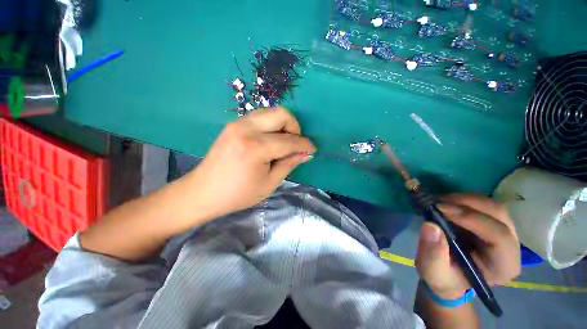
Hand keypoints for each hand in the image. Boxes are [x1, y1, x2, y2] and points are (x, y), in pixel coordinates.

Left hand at [187, 107, 315, 219]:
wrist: (203, 191)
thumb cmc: (237, 194)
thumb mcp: (269, 184)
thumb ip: (289, 164)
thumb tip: (306, 154)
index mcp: (256, 148)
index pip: (289, 140)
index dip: (305, 144)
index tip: (312, 149)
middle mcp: (246, 129)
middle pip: (281, 114)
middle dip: (295, 127)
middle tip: (295, 144)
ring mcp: (238, 123)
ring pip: (270, 112)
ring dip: (283, 125)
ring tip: (283, 142)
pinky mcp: (233, 124)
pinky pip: (260, 116)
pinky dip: (271, 125)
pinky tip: (270, 140)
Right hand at [415, 194, 519, 298]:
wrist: (449, 275)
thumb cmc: (444, 277)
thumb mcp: (433, 271)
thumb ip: (433, 253)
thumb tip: (430, 225)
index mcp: (503, 265)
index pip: (499, 236)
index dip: (472, 219)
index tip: (440, 209)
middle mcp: (510, 247)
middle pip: (499, 215)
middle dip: (467, 203)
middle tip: (438, 202)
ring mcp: (504, 233)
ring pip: (493, 206)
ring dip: (465, 199)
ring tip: (440, 201)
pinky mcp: (493, 224)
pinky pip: (484, 205)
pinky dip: (464, 200)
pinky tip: (447, 203)